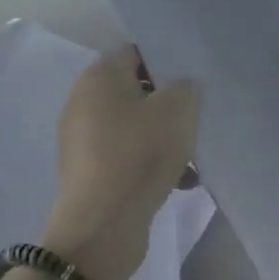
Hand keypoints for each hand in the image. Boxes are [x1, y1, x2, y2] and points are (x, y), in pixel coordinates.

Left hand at [42, 46, 200, 279]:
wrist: (102, 226)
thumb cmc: (139, 154)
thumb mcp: (178, 110)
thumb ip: (186, 87)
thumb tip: (181, 87)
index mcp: (98, 76)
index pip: (136, 53)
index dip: (167, 62)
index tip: (193, 80)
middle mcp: (83, 101)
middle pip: (135, 91)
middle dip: (168, 105)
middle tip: (196, 118)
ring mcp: (82, 139)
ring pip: (134, 127)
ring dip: (164, 139)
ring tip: (193, 159)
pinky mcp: (88, 172)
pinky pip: (126, 156)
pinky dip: (150, 164)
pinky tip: (181, 183)